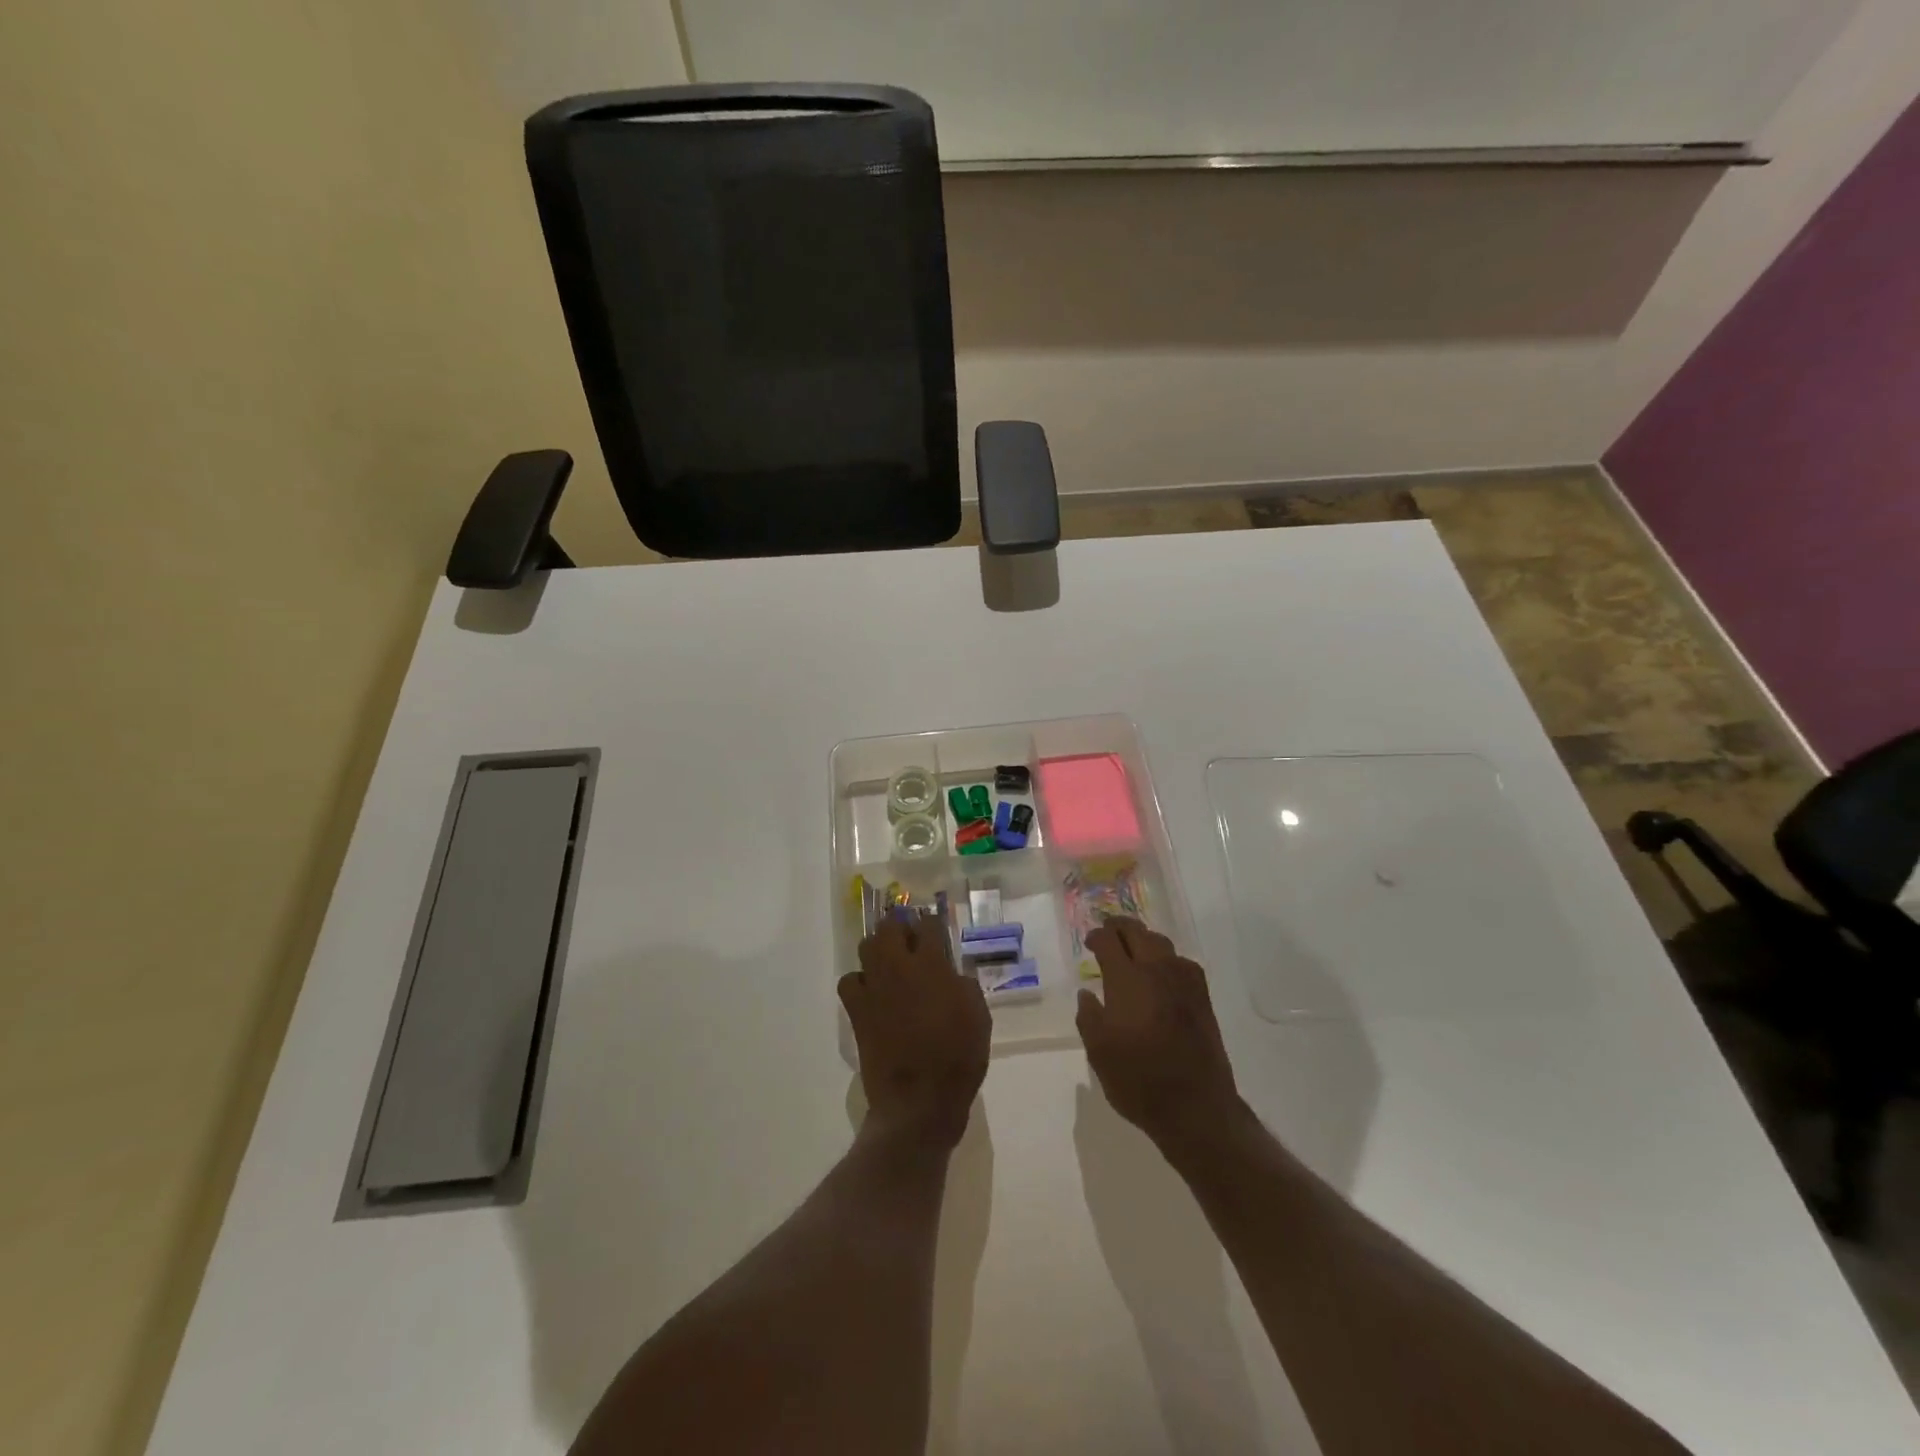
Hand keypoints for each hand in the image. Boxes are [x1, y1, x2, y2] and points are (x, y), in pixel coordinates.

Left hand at [842, 914, 990, 1147]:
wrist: (919, 1100)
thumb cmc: (958, 1058)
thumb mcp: (979, 1017)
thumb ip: (964, 986)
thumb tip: (951, 974)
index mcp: (932, 965)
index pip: (929, 924)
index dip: (933, 923)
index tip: (937, 928)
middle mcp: (899, 968)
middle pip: (889, 926)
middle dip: (900, 926)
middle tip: (910, 938)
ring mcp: (874, 988)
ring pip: (866, 947)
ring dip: (878, 948)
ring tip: (890, 961)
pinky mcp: (857, 1011)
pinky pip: (849, 981)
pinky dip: (860, 981)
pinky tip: (873, 992)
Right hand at [1077, 918, 1241, 1152]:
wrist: (1196, 1107)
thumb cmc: (1138, 1079)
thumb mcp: (1098, 1052)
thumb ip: (1089, 1016)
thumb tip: (1087, 994)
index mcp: (1127, 979)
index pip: (1109, 941)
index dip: (1096, 936)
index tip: (1089, 943)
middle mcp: (1157, 970)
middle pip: (1138, 932)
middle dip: (1119, 928)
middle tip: (1108, 933)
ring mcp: (1184, 981)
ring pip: (1162, 943)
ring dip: (1143, 940)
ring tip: (1132, 949)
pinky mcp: (1203, 997)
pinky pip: (1181, 962)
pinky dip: (1165, 958)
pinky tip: (1161, 974)